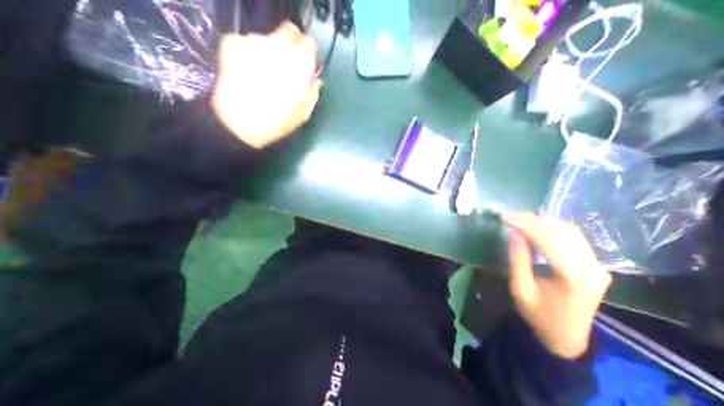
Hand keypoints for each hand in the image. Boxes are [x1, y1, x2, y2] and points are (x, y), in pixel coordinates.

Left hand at [211, 20, 320, 148]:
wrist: (239, 123)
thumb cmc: (277, 121)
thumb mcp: (304, 113)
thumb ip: (313, 92)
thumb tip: (316, 80)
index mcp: (300, 64)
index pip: (309, 42)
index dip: (307, 52)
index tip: (304, 63)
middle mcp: (278, 46)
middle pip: (288, 32)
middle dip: (290, 46)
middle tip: (285, 66)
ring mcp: (254, 41)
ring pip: (267, 39)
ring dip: (269, 51)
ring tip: (264, 74)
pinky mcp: (233, 42)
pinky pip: (248, 43)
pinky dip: (250, 54)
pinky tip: (249, 73)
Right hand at [506, 213, 608, 357]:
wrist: (566, 337)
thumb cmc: (538, 315)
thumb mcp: (520, 288)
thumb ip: (518, 258)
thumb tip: (513, 232)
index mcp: (573, 277)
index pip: (549, 240)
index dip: (525, 225)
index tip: (505, 217)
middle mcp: (592, 268)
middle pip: (562, 232)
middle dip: (532, 220)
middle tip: (509, 215)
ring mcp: (597, 266)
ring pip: (570, 231)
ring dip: (542, 221)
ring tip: (519, 218)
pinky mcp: (595, 265)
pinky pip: (574, 238)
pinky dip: (552, 227)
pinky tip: (536, 225)